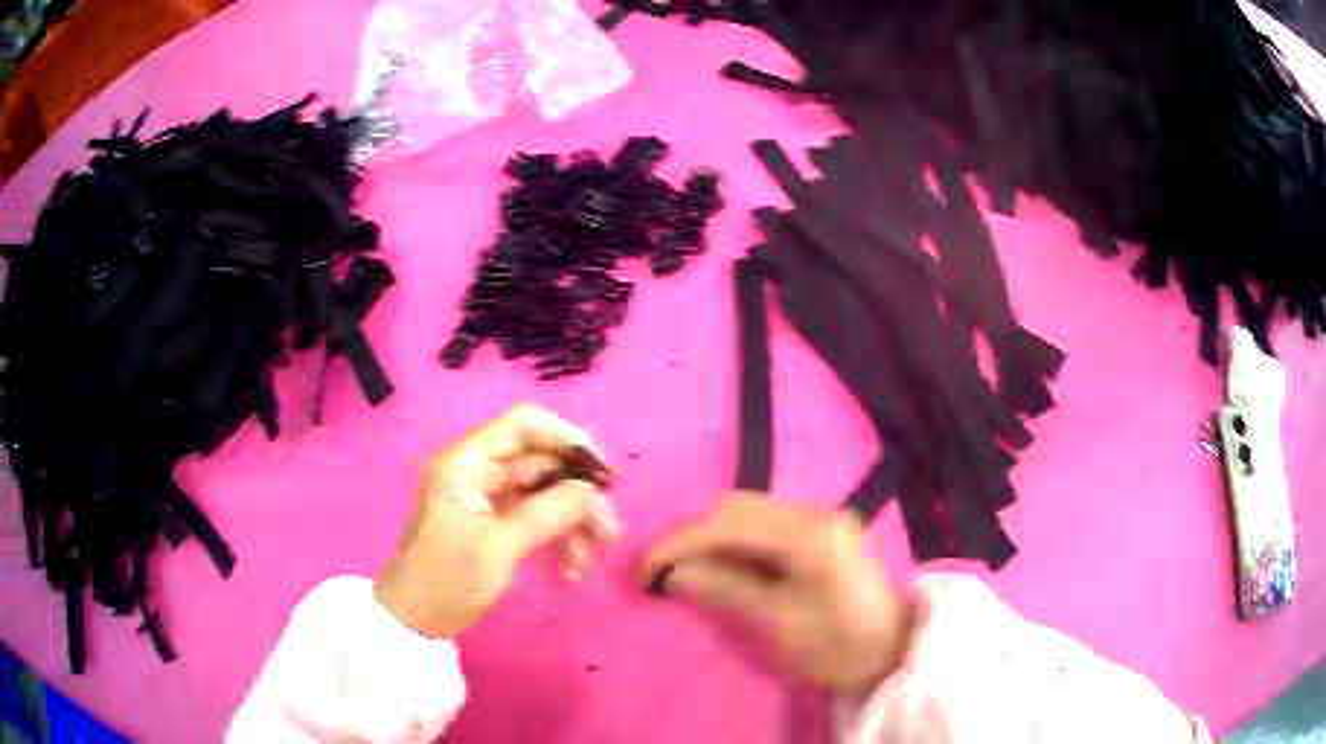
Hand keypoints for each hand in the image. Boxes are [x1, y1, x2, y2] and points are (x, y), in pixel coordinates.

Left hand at [376, 405, 620, 638]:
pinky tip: (569, 570)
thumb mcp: (499, 547)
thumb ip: (547, 513)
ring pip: (545, 494)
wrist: (418, 621)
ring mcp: (489, 499)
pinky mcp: (497, 524)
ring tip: (589, 559)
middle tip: (608, 530)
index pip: (522, 426)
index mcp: (467, 463)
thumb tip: (591, 489)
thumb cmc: (448, 579)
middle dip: (578, 495)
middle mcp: (479, 472)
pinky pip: (537, 519)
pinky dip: (557, 539)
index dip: (566, 439)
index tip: (601, 471)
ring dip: (573, 523)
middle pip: (542, 464)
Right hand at [641, 496, 911, 693]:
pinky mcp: (817, 531)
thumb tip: (675, 571)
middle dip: (693, 536)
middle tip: (663, 571)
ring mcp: (817, 518)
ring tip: (685, 570)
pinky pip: (763, 527)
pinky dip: (734, 544)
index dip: (679, 543)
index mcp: (807, 533)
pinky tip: (721, 566)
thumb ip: (726, 589)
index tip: (645, 570)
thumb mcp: (778, 622)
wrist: (890, 649)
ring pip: (747, 515)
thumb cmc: (837, 643)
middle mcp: (812, 512)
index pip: (728, 524)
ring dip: (711, 538)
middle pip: (736, 509)